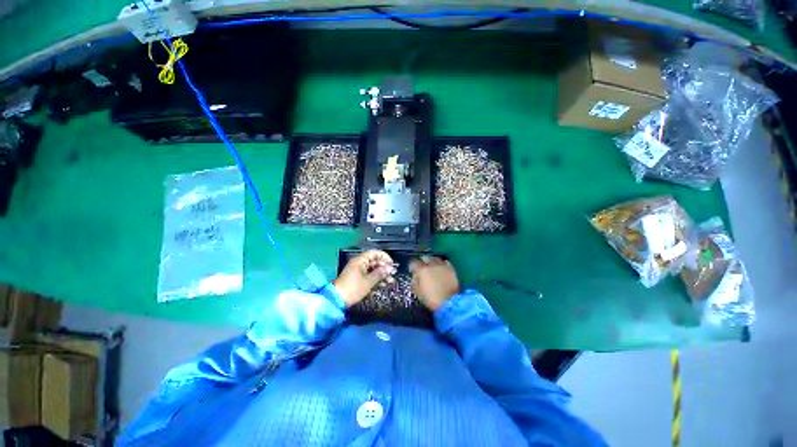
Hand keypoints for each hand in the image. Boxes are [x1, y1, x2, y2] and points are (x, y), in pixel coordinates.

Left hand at [334, 250, 394, 306]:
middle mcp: (359, 263)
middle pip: (374, 261)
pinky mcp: (356, 279)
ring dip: (381, 274)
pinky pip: (369, 275)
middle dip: (384, 267)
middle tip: (392, 274)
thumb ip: (380, 274)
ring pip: (372, 269)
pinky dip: (376, 279)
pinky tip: (382, 284)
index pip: (375, 253)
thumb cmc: (353, 289)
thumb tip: (390, 268)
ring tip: (390, 281)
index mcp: (360, 261)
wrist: (336, 300)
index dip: (384, 257)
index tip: (392, 264)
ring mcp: (357, 271)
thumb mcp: (368, 281)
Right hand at [410, 257, 459, 311]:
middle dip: (422, 261)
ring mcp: (442, 265)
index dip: (412, 266)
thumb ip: (415, 281)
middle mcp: (432, 264)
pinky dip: (442, 264)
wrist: (450, 303)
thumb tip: (415, 275)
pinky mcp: (451, 269)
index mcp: (422, 270)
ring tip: (431, 266)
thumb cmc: (432, 299)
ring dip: (432, 261)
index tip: (412, 270)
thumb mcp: (419, 292)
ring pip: (435, 258)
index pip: (414, 262)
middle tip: (421, 267)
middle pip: (425, 257)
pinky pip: (445, 262)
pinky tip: (441, 268)